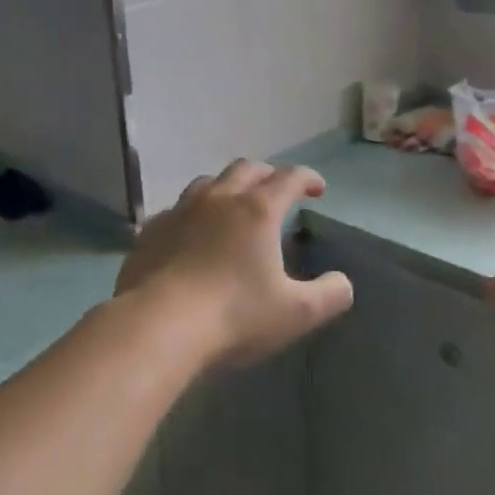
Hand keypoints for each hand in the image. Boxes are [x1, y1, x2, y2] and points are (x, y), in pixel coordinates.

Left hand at [115, 160, 354, 368]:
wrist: (158, 326)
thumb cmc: (234, 316)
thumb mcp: (296, 313)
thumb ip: (329, 295)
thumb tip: (342, 283)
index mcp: (258, 210)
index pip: (289, 177)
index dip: (308, 178)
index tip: (318, 189)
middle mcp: (219, 199)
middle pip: (247, 169)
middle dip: (268, 175)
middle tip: (277, 192)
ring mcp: (180, 211)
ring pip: (208, 182)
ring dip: (228, 187)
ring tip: (234, 206)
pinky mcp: (152, 230)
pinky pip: (177, 210)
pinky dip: (193, 214)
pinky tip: (192, 234)